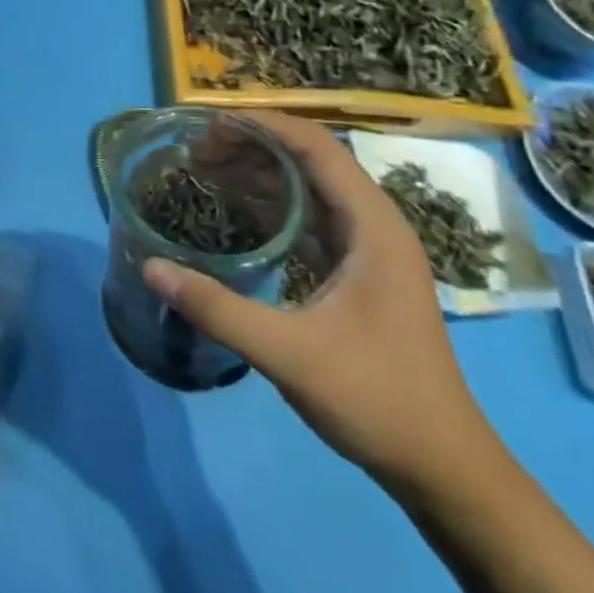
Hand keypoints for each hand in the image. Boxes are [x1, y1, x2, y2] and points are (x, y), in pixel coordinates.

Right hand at [143, 113, 495, 492]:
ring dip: (259, 173)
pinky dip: (271, 204)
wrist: (443, 468)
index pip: (317, 147)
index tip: (208, 124)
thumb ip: (217, 309)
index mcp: (373, 227)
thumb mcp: (289, 354)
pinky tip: (236, 213)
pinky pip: (310, 217)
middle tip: (194, 152)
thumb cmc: (377, 400)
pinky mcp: (359, 272)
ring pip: (310, 187)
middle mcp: (375, 225)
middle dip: (251, 146)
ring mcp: (369, 249)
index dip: (263, 125)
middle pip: (310, 160)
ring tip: (205, 171)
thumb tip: (150, 267)